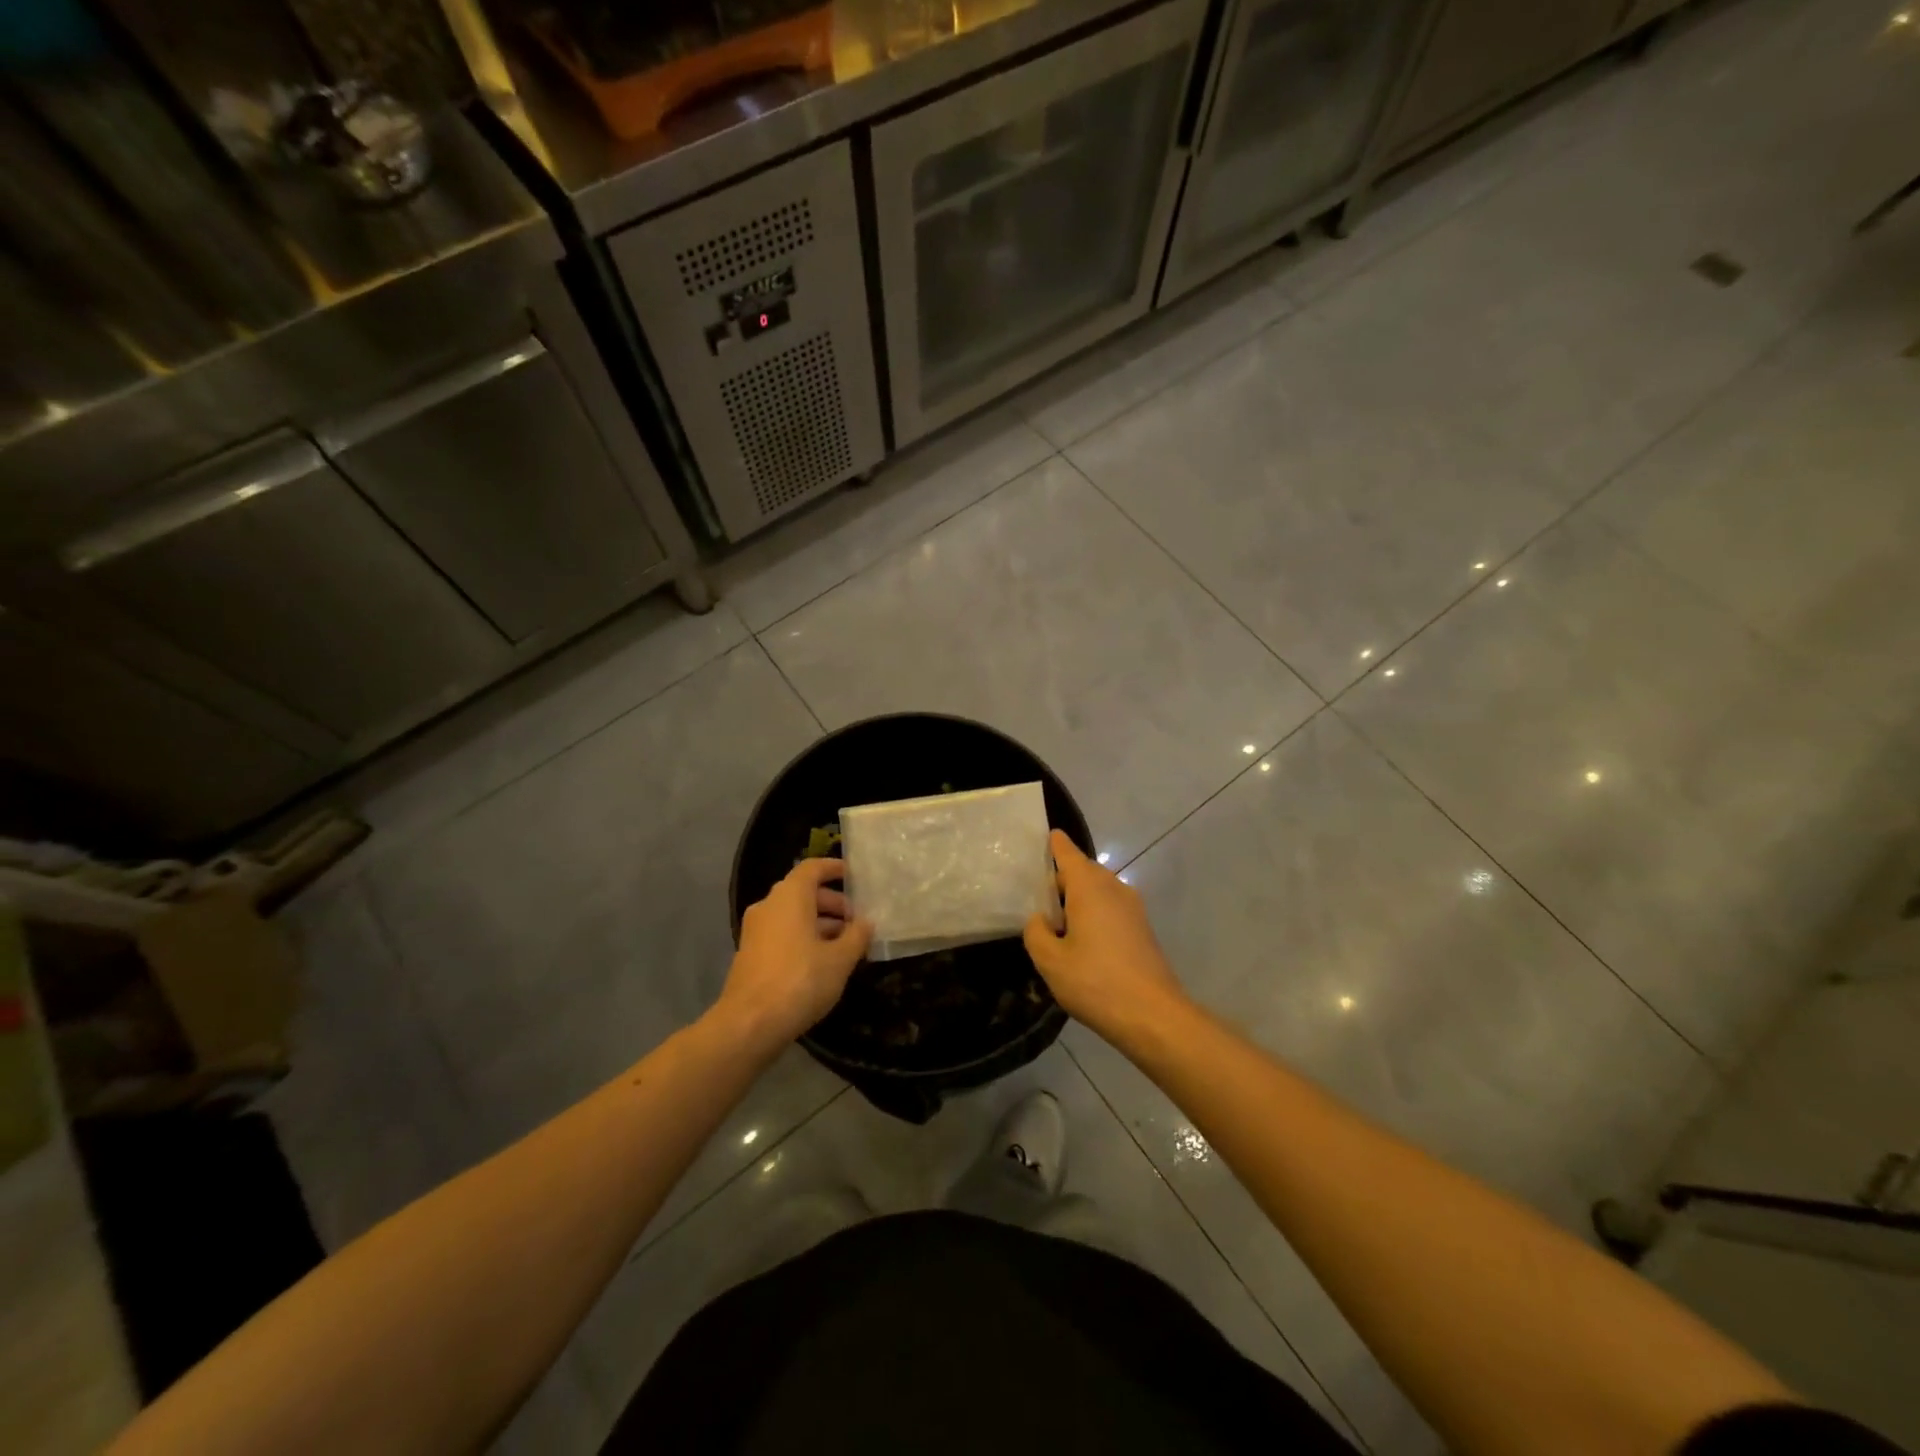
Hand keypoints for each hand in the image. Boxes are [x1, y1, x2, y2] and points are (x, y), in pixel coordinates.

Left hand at [716, 857, 871, 1052]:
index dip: (834, 868)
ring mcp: (756, 931)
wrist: (749, 1024)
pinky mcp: (751, 954)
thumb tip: (866, 922)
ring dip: (819, 923)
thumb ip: (857, 936)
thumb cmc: (800, 981)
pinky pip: (782, 933)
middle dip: (832, 903)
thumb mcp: (840, 959)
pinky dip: (803, 938)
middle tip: (857, 921)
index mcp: (790, 897)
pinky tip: (823, 961)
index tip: (854, 876)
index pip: (812, 868)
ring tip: (846, 945)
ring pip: (793, 915)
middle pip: (803, 892)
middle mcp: (769, 906)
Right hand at [1023, 830, 1186, 1036]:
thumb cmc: (1096, 982)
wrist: (1153, 1016)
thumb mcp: (1050, 960)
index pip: (1068, 853)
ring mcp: (1133, 908)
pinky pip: (1110, 908)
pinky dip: (1093, 914)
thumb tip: (1041, 920)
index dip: (1054, 844)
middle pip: (1083, 871)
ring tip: (1055, 922)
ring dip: (1078, 899)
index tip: (1044, 836)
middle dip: (1061, 879)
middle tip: (1035, 895)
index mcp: (1089, 887)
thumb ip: (1036, 932)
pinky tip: (1080, 941)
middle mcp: (1114, 888)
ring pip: (1098, 891)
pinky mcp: (1142, 929)